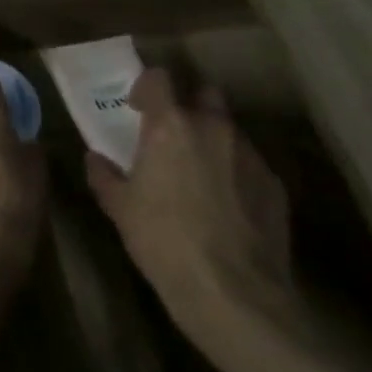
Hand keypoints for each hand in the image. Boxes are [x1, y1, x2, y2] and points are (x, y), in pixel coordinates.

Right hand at [84, 68, 294, 353]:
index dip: (146, 87)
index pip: (159, 78)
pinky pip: (250, 164)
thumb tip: (95, 158)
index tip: (138, 108)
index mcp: (170, 125)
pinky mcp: (275, 185)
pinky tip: (227, 205)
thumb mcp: (119, 208)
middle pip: (204, 94)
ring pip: (230, 131)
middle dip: (189, 106)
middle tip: (173, 135)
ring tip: (201, 174)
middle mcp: (213, 128)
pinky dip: (236, 173)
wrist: (233, 294)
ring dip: (213, 141)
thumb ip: (104, 175)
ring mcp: (250, 155)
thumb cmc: (163, 241)